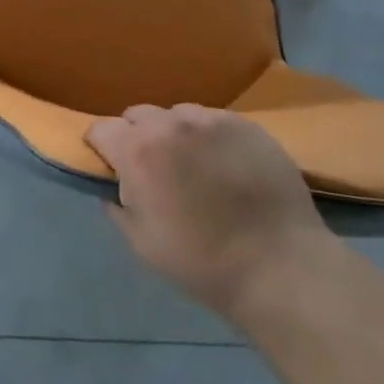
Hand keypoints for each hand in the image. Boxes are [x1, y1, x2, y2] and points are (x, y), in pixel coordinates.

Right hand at [86, 105, 334, 317]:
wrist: (281, 268)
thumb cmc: (203, 262)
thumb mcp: (142, 244)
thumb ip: (118, 206)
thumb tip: (114, 186)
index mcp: (137, 151)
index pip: (101, 129)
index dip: (101, 148)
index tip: (111, 167)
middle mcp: (170, 124)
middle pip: (137, 115)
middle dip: (137, 137)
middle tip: (154, 169)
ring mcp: (211, 120)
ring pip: (177, 115)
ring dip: (174, 134)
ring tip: (194, 165)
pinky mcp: (246, 125)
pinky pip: (213, 121)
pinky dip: (209, 138)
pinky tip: (226, 166)